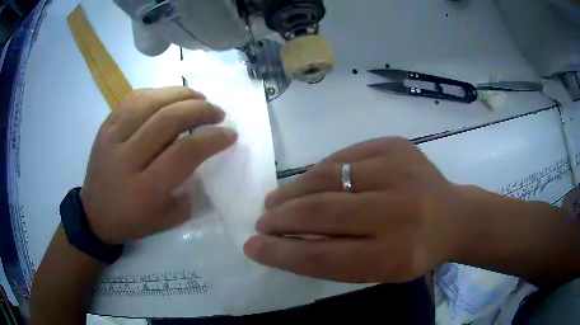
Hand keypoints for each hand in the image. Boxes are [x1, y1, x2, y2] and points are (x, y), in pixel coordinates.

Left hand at [80, 87, 236, 243]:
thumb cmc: (132, 221)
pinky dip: (157, 93)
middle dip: (200, 110)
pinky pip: (133, 99)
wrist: (94, 213)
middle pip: (167, 120)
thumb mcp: (167, 220)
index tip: (229, 134)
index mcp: (144, 190)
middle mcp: (126, 159)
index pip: (183, 153)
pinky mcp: (105, 126)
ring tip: (199, 98)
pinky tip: (170, 96)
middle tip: (217, 112)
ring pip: (150, 102)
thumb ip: (188, 191)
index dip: (211, 139)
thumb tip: (203, 158)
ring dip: (181, 94)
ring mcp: (112, 138)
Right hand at [244, 138, 465, 282]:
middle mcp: (400, 212)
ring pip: (328, 177)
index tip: (252, 247)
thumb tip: (284, 240)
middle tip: (262, 223)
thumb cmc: (414, 251)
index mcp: (396, 256)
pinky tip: (310, 182)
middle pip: (322, 213)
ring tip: (276, 201)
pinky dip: (320, 171)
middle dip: (281, 219)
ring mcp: (401, 171)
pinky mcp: (398, 146)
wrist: (454, 216)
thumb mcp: (378, 270)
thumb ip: (333, 258)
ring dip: (293, 191)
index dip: (280, 253)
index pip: (322, 256)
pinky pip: (344, 156)